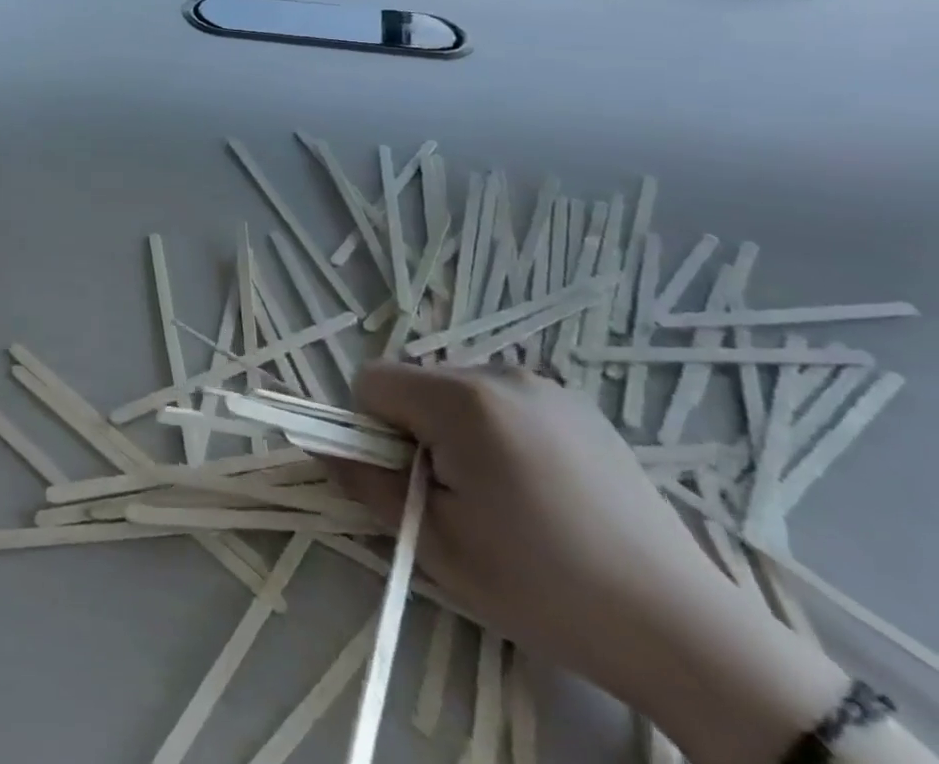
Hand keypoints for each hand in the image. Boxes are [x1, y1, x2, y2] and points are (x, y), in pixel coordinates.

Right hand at [328, 363, 846, 763]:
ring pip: (456, 390)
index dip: (372, 430)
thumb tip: (321, 446)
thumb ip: (366, 482)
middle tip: (458, 498)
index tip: (409, 482)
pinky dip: (497, 431)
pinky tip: (540, 489)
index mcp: (462, 399)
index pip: (371, 380)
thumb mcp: (436, 544)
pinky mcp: (579, 406)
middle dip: (415, 429)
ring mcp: (546, 386)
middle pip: (415, 382)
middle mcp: (500, 373)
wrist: (686, 635)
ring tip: (505, 497)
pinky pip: (502, 401)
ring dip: (455, 430)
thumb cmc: (545, 588)